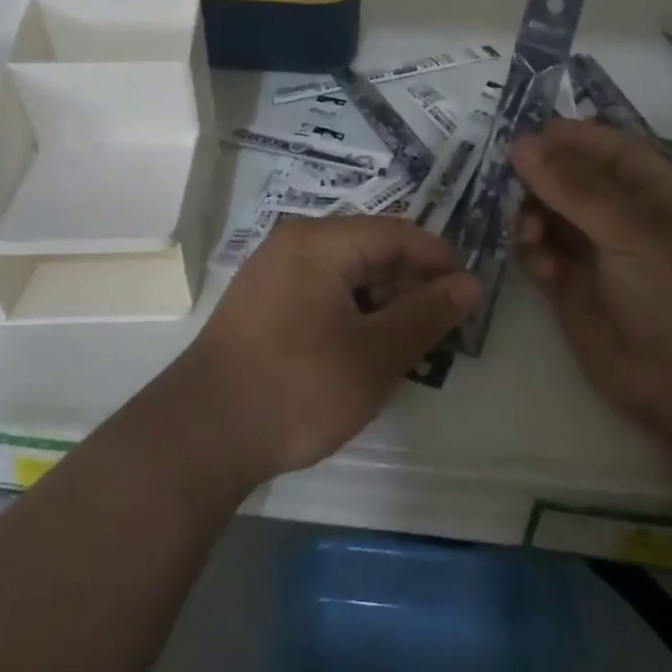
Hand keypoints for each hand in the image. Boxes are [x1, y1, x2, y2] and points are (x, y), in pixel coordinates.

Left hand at [162, 215, 480, 487]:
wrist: (200, 437)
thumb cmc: (297, 389)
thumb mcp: (375, 355)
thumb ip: (428, 315)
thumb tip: (470, 284)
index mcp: (321, 241)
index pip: (400, 234)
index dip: (440, 264)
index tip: (466, 304)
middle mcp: (294, 244)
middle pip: (372, 251)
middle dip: (410, 288)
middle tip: (435, 337)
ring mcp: (271, 273)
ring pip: (347, 275)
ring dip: (382, 306)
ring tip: (401, 351)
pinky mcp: (261, 304)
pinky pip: (321, 294)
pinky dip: (350, 316)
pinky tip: (359, 355)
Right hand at [512, 119, 671, 442]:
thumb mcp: (632, 230)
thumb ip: (573, 187)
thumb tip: (521, 144)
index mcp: (651, 186)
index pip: (601, 145)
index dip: (563, 139)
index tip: (519, 142)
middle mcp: (621, 212)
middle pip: (566, 177)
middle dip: (538, 180)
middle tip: (512, 190)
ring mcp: (596, 250)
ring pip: (547, 214)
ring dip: (531, 217)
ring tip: (531, 236)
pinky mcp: (572, 287)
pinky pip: (541, 255)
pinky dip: (534, 254)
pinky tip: (542, 268)